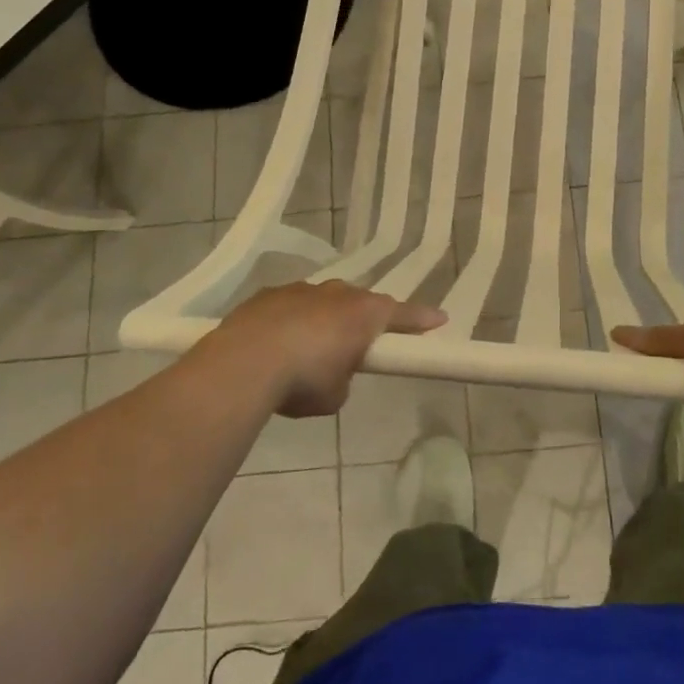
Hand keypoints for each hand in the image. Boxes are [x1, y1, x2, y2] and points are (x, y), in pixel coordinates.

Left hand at [205, 282, 445, 417]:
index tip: (439, 319)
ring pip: (323, 301)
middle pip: (360, 303)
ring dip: (323, 319)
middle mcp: (337, 293)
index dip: (421, 319)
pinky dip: (291, 321)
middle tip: (360, 342)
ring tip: (310, 348)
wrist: (243, 363)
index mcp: (363, 313)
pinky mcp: (268, 294)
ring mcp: (300, 289)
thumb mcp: (335, 394)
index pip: (402, 314)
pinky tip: (278, 344)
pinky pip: (290, 306)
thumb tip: (333, 373)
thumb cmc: (303, 380)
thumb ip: (344, 378)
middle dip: (363, 320)